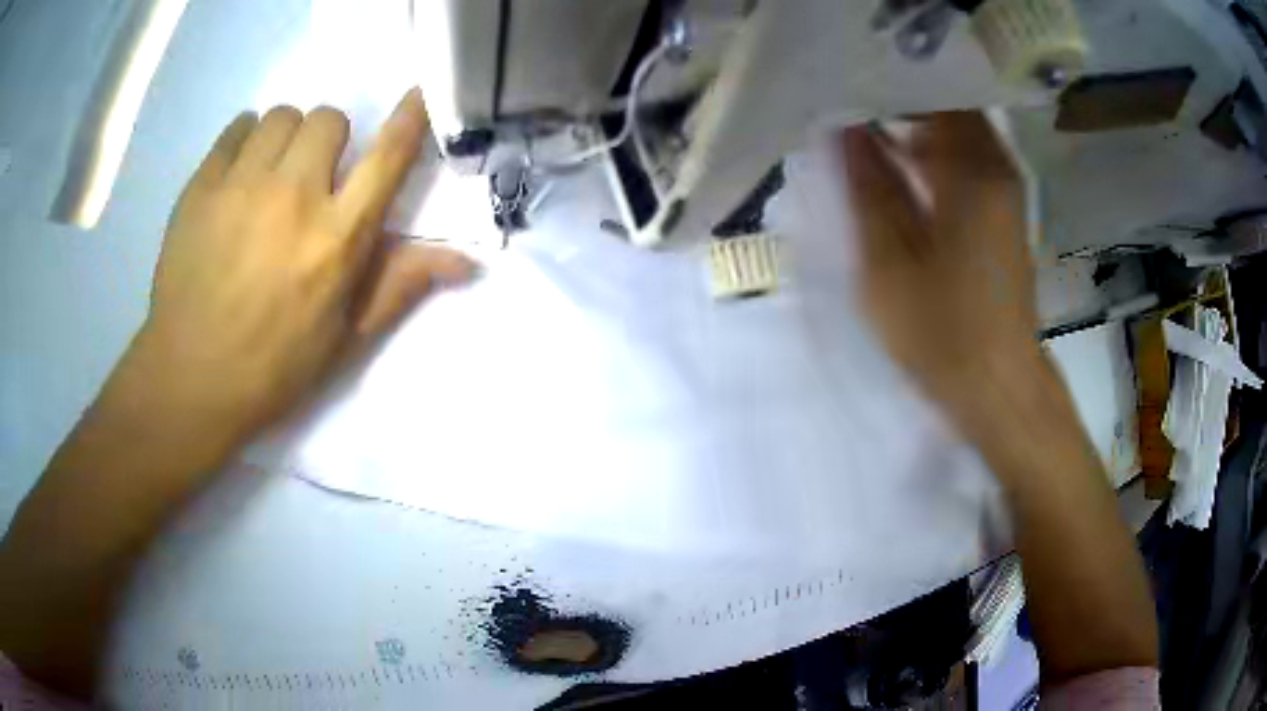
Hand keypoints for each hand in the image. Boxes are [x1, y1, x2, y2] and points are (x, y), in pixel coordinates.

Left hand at [136, 88, 475, 450]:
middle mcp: (294, 197)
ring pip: (282, 115)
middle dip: (330, 140)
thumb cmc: (273, 366)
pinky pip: (237, 127)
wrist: (190, 380)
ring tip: (271, 174)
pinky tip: (239, 172)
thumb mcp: (345, 338)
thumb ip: (401, 285)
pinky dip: (246, 138)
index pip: (387, 158)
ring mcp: (242, 186)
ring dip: (287, 137)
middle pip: (329, 119)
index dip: (408, 119)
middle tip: (312, 176)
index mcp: (337, 239)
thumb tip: (468, 262)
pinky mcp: (202, 186)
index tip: (416, 94)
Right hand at [840, 112, 1038, 425]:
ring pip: (954, 133)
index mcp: (973, 168)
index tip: (843, 85)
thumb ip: (867, 183)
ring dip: (911, 129)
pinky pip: (963, 162)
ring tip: (859, 131)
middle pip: (946, 107)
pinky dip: (929, 157)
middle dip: (896, 101)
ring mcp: (1004, 190)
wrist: (997, 386)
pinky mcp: (1001, 213)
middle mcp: (997, 166)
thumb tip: (843, 126)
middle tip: (843, 105)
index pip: (932, 91)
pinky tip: (895, 169)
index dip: (887, 82)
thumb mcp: (889, 257)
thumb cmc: (942, 330)